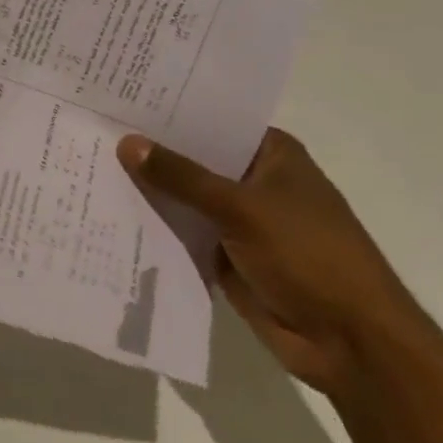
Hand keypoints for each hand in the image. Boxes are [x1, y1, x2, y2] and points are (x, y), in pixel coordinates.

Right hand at [118, 129, 424, 397]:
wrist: (351, 344)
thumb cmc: (308, 255)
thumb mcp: (242, 208)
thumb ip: (182, 177)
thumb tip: (127, 143)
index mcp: (271, 154)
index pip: (212, 121)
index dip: (169, 112)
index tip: (119, 98)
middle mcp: (254, 181)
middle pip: (195, 160)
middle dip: (152, 153)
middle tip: (93, 130)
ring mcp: (241, 222)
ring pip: (186, 199)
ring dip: (150, 192)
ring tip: (91, 167)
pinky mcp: (228, 258)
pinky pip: (185, 235)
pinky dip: (158, 229)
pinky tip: (112, 215)